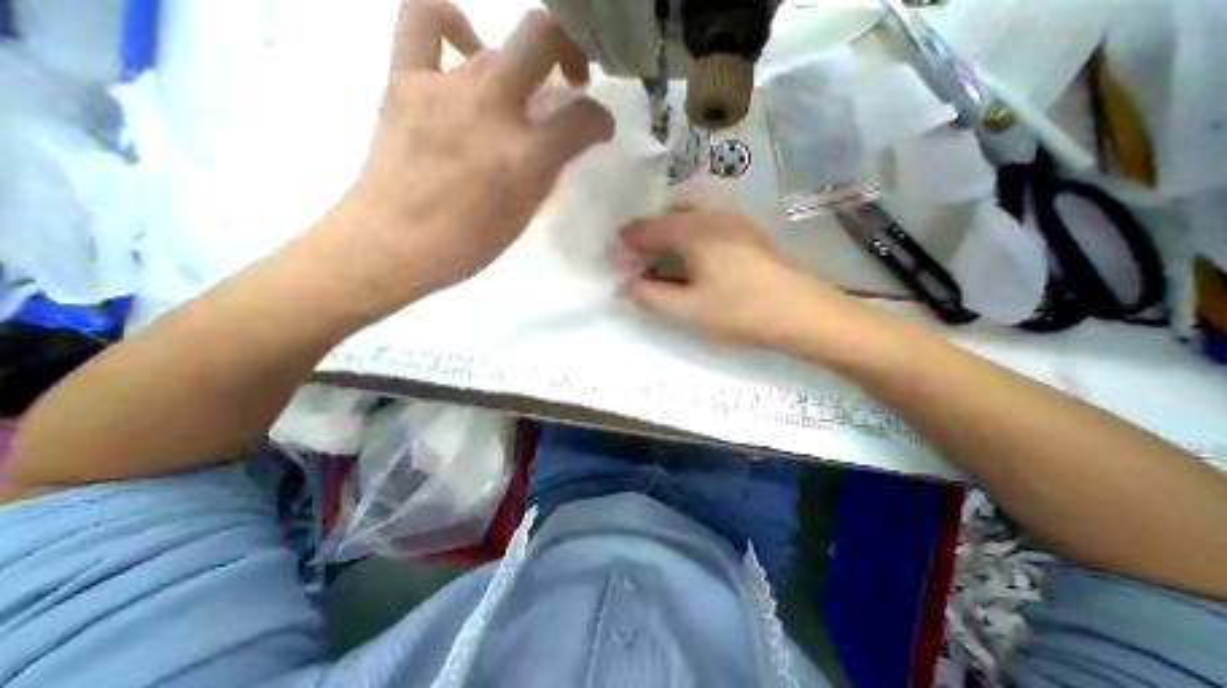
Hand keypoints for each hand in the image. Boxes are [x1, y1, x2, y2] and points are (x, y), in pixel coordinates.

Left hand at [319, 1, 609, 318]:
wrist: (391, 244)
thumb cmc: (466, 244)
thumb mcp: (523, 215)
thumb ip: (544, 173)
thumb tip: (554, 145)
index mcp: (525, 158)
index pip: (583, 118)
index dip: (600, 120)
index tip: (599, 129)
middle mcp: (492, 110)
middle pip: (542, 38)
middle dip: (570, 51)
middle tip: (570, 79)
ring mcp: (445, 86)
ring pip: (497, 44)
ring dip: (520, 65)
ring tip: (516, 93)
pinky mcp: (404, 78)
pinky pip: (425, 21)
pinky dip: (452, 25)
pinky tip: (464, 51)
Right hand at [624, 211, 861, 352]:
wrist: (804, 314)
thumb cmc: (739, 311)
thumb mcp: (686, 310)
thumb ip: (648, 296)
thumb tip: (623, 287)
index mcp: (692, 230)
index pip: (645, 227)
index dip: (626, 242)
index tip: (613, 259)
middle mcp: (711, 215)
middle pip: (666, 219)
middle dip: (646, 239)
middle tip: (633, 263)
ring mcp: (733, 221)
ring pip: (687, 221)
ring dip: (667, 239)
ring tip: (658, 262)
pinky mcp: (748, 233)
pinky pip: (706, 228)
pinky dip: (688, 240)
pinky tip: (691, 260)